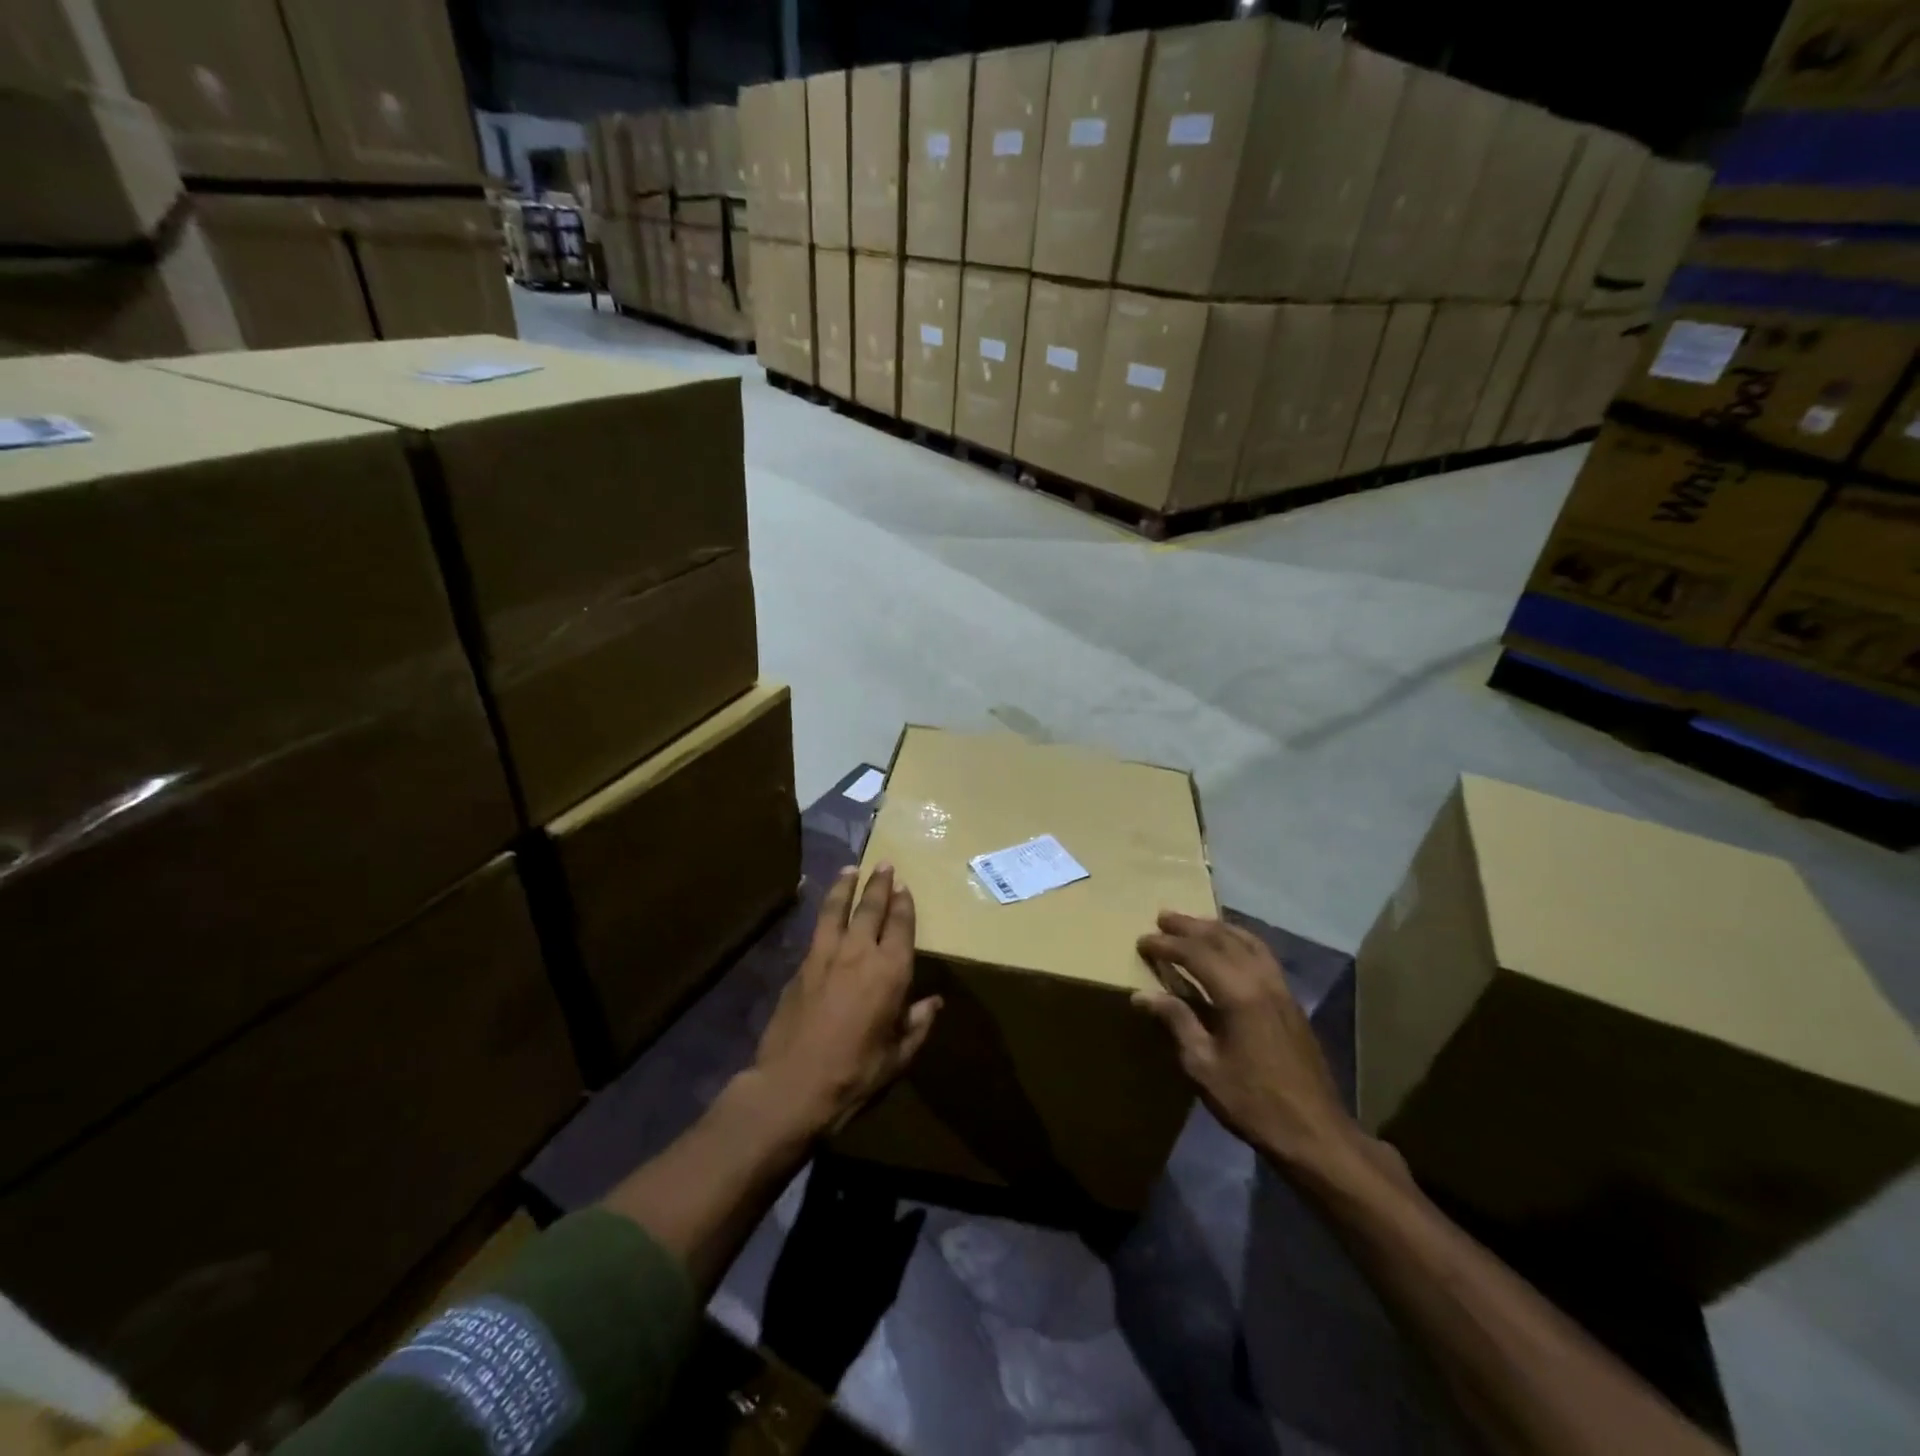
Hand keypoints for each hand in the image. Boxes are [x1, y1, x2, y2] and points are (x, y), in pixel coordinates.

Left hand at [753, 864, 941, 1135]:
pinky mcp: (801, 966)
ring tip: (851, 869)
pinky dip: (825, 912)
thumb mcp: (897, 1057)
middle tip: (884, 865)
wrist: (792, 1085)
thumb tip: (935, 1003)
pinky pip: (817, 929)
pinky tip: (826, 910)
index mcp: (890, 972)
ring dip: (846, 886)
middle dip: (879, 884)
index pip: (900, 925)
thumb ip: (917, 1025)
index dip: (904, 904)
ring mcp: (825, 956)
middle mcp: (859, 953)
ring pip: (838, 909)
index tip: (904, 886)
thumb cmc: (855, 1074)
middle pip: (871, 907)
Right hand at [1134, 913, 1369, 1176]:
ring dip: (1217, 928)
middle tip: (1162, 917)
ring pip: (1246, 941)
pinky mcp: (1291, 1000)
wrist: (1315, 1133)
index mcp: (1238, 994)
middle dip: (1190, 926)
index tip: (1142, 941)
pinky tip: (1230, 947)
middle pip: (1222, 939)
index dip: (1167, 945)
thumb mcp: (1204, 1067)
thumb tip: (1142, 995)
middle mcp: (1262, 980)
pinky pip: (1262, 954)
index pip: (1196, 954)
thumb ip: (1177, 1022)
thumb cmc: (1252, 1102)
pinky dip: (1240, 940)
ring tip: (1194, 924)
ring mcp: (1281, 988)